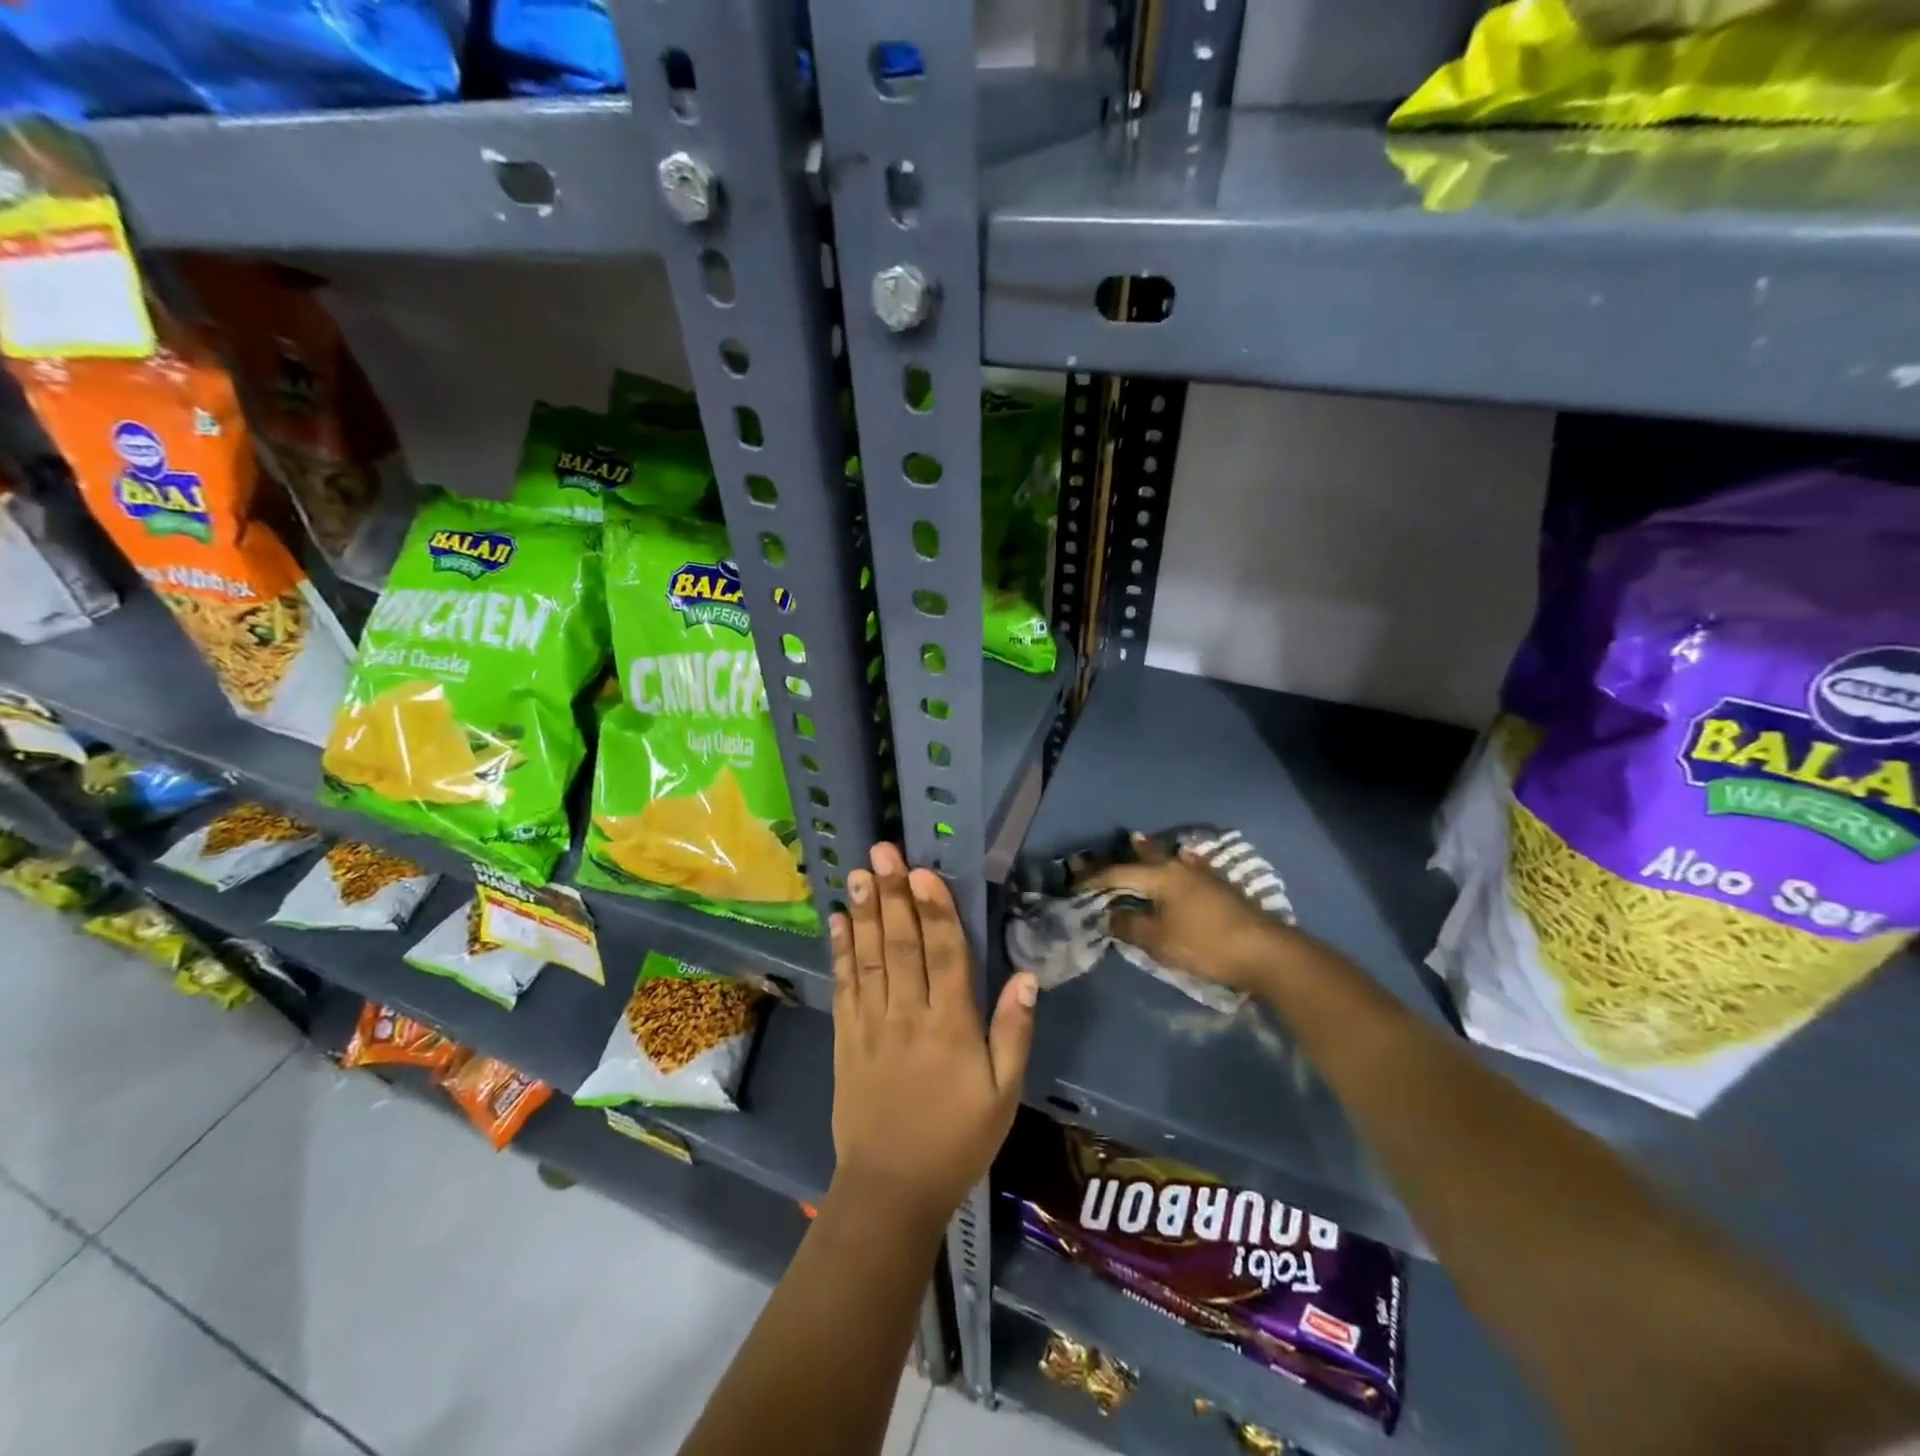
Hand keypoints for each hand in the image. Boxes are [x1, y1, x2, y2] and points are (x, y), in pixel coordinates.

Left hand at [829, 843, 1037, 1228]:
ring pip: (869, 959)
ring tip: (858, 874)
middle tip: (882, 852)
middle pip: (902, 945)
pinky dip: (840, 952)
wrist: (892, 1189)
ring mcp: (872, 1026)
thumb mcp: (1004, 1094)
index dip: (935, 910)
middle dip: (892, 895)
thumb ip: (1014, 1032)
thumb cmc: (958, 1139)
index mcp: (952, 1026)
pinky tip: (837, 922)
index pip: (946, 955)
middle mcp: (908, 1016)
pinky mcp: (846, 1039)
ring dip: (864, 913)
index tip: (923, 870)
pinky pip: (844, 987)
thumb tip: (1027, 975)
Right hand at [1086, 833, 1291, 992]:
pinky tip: (1182, 860)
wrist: (1265, 952)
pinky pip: (1188, 866)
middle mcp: (1180, 866)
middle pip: (1146, 856)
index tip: (1074, 885)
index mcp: (1161, 876)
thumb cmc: (1205, 944)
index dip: (1094, 880)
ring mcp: (1203, 874)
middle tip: (1107, 847)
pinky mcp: (1220, 886)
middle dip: (1125, 853)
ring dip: (1152, 851)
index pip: (1118, 874)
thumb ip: (1131, 925)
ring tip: (1139, 841)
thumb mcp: (1160, 940)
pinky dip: (1177, 861)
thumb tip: (1109, 915)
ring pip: (1169, 857)